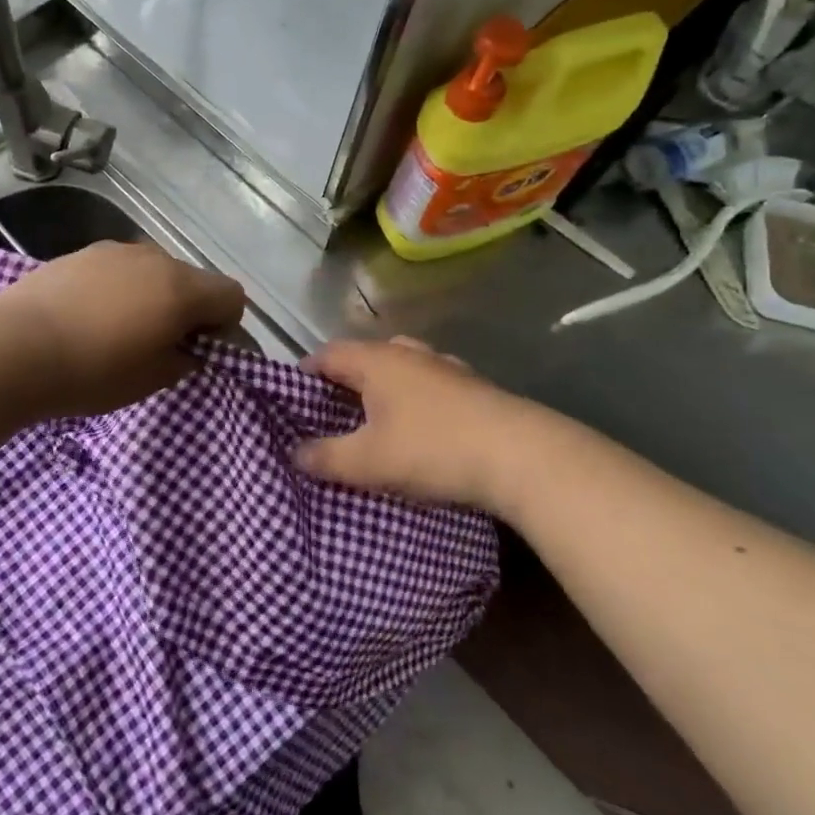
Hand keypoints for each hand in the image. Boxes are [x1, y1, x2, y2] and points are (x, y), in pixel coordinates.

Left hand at [0, 241, 244, 417]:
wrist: (14, 347)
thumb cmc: (93, 371)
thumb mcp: (152, 379)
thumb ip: (185, 359)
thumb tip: (189, 347)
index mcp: (181, 288)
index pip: (232, 296)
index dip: (225, 327)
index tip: (197, 352)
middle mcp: (155, 258)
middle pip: (193, 280)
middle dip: (188, 310)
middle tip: (159, 346)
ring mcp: (116, 250)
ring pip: (154, 272)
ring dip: (153, 296)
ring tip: (118, 331)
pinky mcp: (82, 253)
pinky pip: (120, 270)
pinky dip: (120, 289)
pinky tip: (89, 317)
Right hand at [296, 337, 560, 510]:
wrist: (520, 455)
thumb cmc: (432, 448)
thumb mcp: (368, 461)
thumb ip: (326, 457)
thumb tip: (295, 453)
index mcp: (377, 360)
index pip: (328, 353)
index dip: (306, 372)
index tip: (294, 397)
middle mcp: (409, 353)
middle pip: (365, 357)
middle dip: (345, 380)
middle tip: (333, 411)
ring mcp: (446, 367)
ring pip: (402, 368)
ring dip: (384, 388)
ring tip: (376, 420)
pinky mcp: (474, 387)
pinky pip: (430, 386)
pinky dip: (415, 400)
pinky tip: (421, 429)